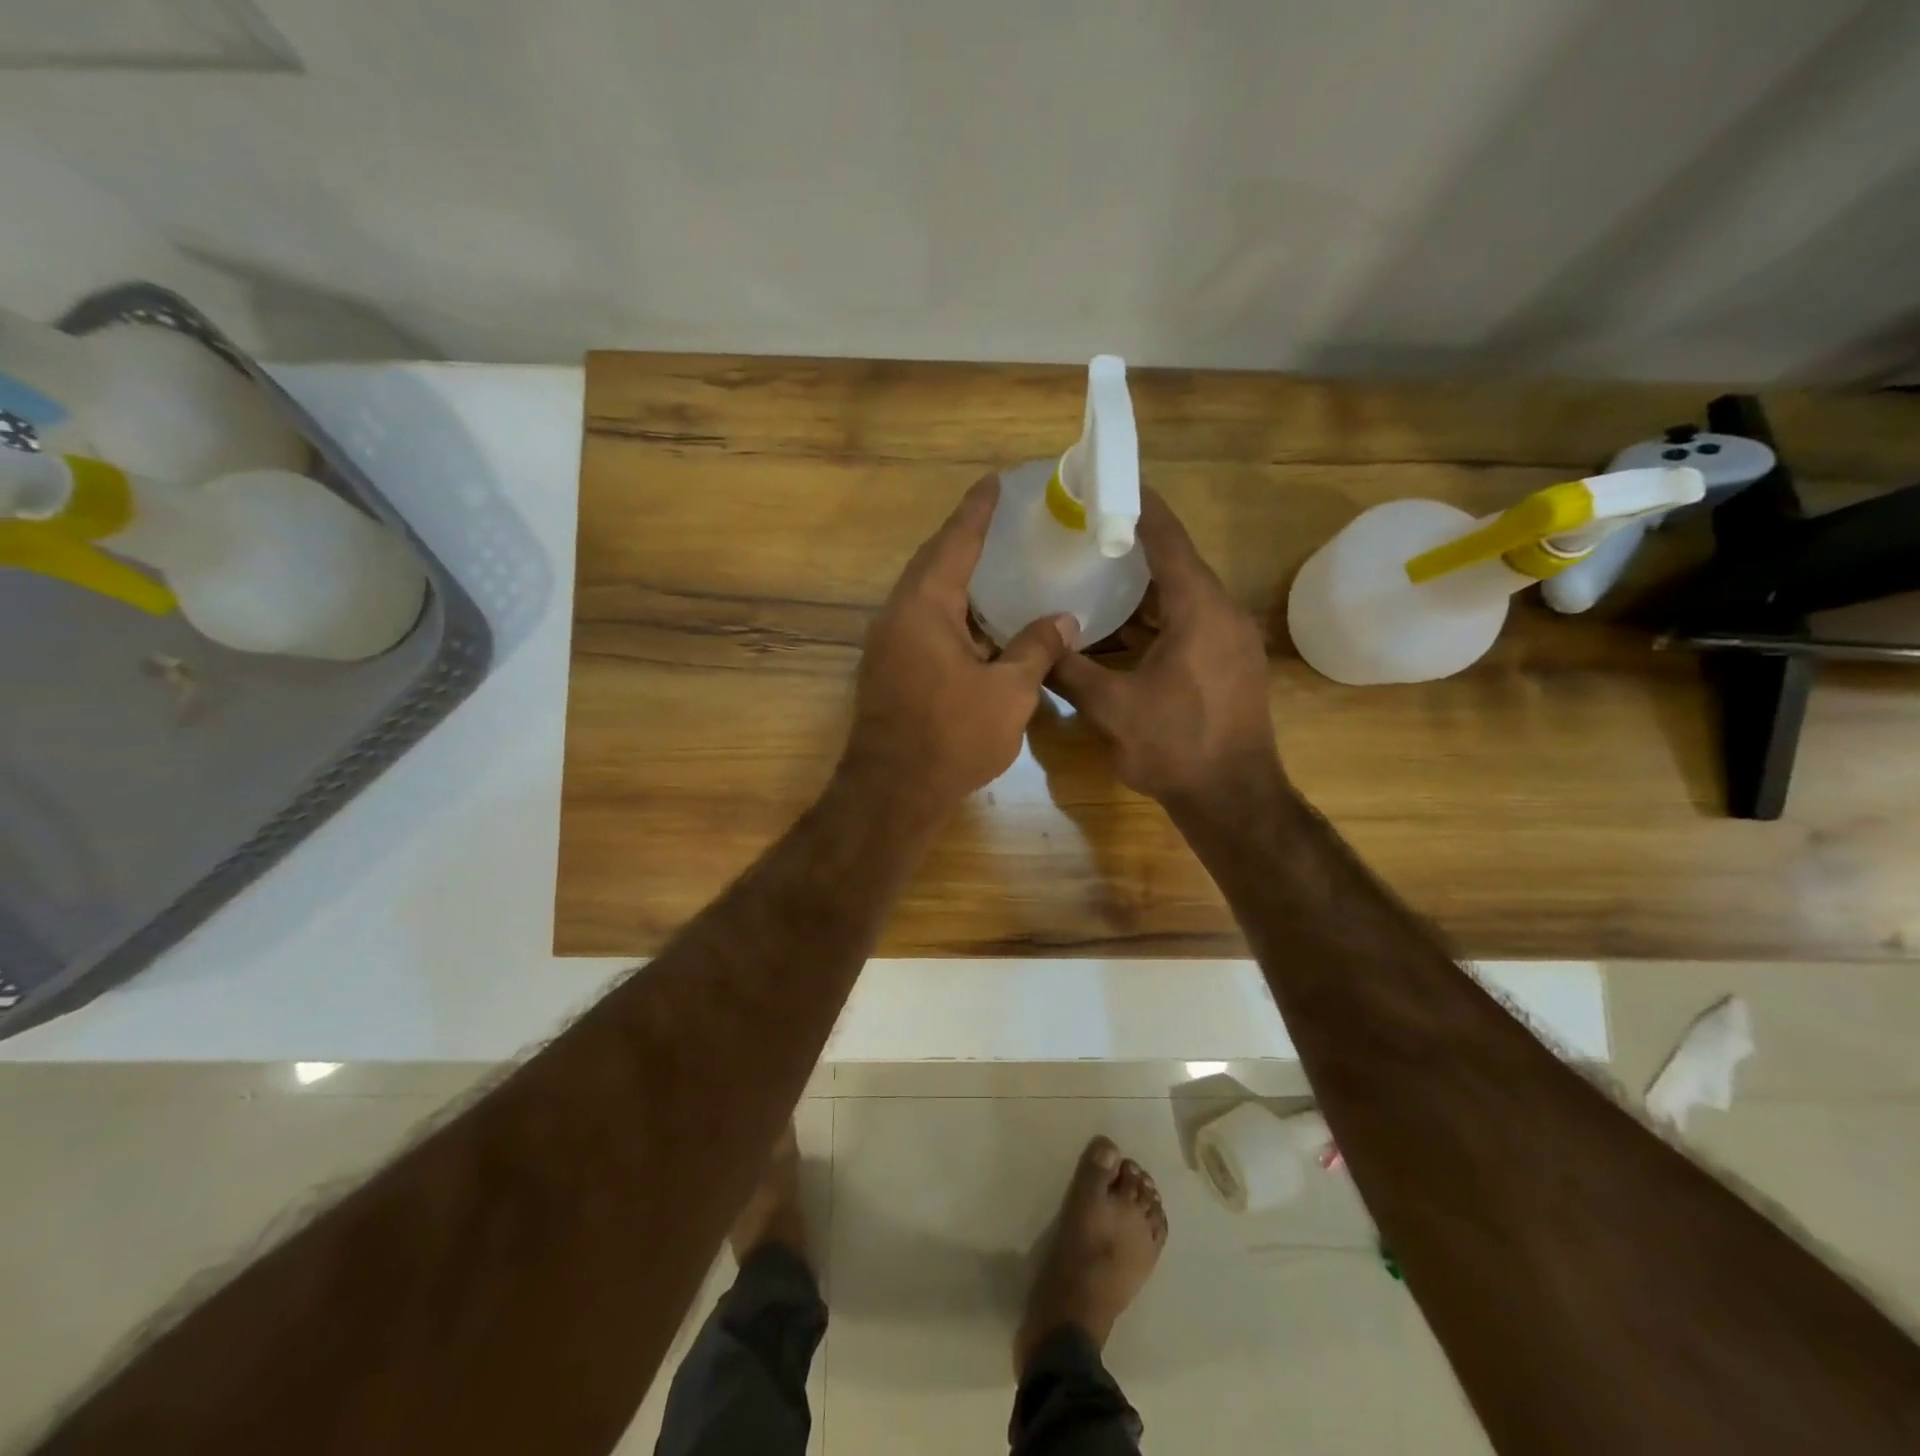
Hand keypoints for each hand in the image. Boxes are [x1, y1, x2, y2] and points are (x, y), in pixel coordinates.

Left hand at [843, 476, 1077, 817]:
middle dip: (965, 539)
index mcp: (925, 607)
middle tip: (998, 518)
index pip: (954, 543)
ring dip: (958, 579)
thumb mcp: (1009, 692)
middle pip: (934, 563)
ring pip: (926, 596)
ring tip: (994, 564)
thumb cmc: (952, 735)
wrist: (893, 791)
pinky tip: (980, 623)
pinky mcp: (889, 668)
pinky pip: (923, 623)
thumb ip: (1037, 648)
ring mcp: (888, 643)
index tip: (994, 481)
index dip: (977, 511)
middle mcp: (899, 615)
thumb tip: (1064, 620)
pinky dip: (953, 613)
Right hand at [1049, 490, 1280, 808]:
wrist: (1234, 799)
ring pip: (1184, 597)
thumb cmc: (1176, 746)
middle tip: (1088, 532)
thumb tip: (1035, 646)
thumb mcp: (1111, 708)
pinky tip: (1121, 627)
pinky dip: (1157, 617)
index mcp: (1200, 610)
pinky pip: (1190, 622)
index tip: (1109, 482)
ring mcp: (1231, 640)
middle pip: (1177, 563)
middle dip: (1134, 546)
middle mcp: (1223, 613)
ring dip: (1144, 587)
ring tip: (1097, 574)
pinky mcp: (1229, 663)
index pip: (1169, 539)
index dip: (1140, 507)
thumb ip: (1069, 671)